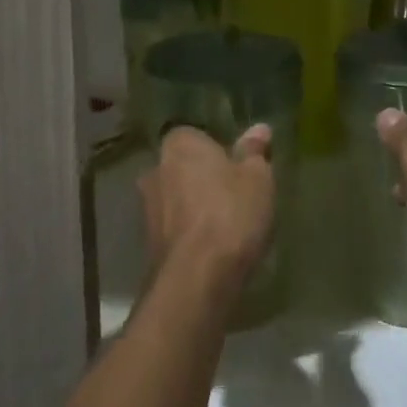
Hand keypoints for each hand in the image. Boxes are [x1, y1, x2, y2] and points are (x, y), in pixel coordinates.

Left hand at [138, 125, 275, 289]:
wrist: (197, 277)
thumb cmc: (231, 213)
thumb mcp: (257, 178)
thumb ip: (255, 152)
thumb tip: (259, 129)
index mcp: (179, 144)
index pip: (196, 135)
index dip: (217, 150)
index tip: (239, 167)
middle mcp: (155, 169)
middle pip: (184, 167)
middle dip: (204, 178)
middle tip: (235, 194)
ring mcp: (148, 207)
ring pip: (177, 198)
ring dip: (195, 206)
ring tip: (227, 224)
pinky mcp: (148, 241)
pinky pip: (175, 226)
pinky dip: (190, 232)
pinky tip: (213, 246)